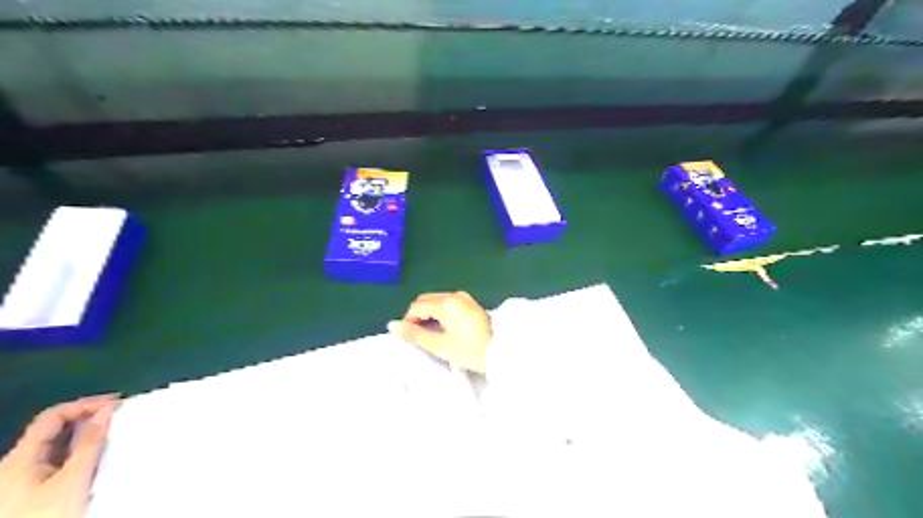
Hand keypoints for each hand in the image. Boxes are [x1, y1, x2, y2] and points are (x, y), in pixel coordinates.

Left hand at [0, 394, 116, 517]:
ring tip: (115, 435)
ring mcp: (21, 483)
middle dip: (89, 420)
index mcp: (18, 459)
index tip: (116, 403)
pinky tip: (99, 459)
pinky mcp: (31, 495)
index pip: (52, 416)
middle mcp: (14, 467)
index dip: (84, 404)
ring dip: (87, 438)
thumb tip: (107, 411)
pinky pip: (59, 463)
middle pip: (55, 431)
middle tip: (119, 417)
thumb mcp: (73, 478)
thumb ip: (90, 443)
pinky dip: (81, 455)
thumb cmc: (46, 515)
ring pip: (58, 448)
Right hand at [387, 291, 493, 372]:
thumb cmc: (469, 351)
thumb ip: (414, 334)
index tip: (407, 337)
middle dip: (417, 315)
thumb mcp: (439, 345)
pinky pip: (448, 303)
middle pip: (426, 300)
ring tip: (430, 334)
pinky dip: (440, 312)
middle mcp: (454, 295)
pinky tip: (443, 327)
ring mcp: (464, 298)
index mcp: (446, 303)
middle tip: (417, 336)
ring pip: (436, 300)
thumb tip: (392, 325)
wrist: (501, 351)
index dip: (407, 321)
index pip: (417, 306)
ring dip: (428, 313)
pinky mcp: (470, 303)